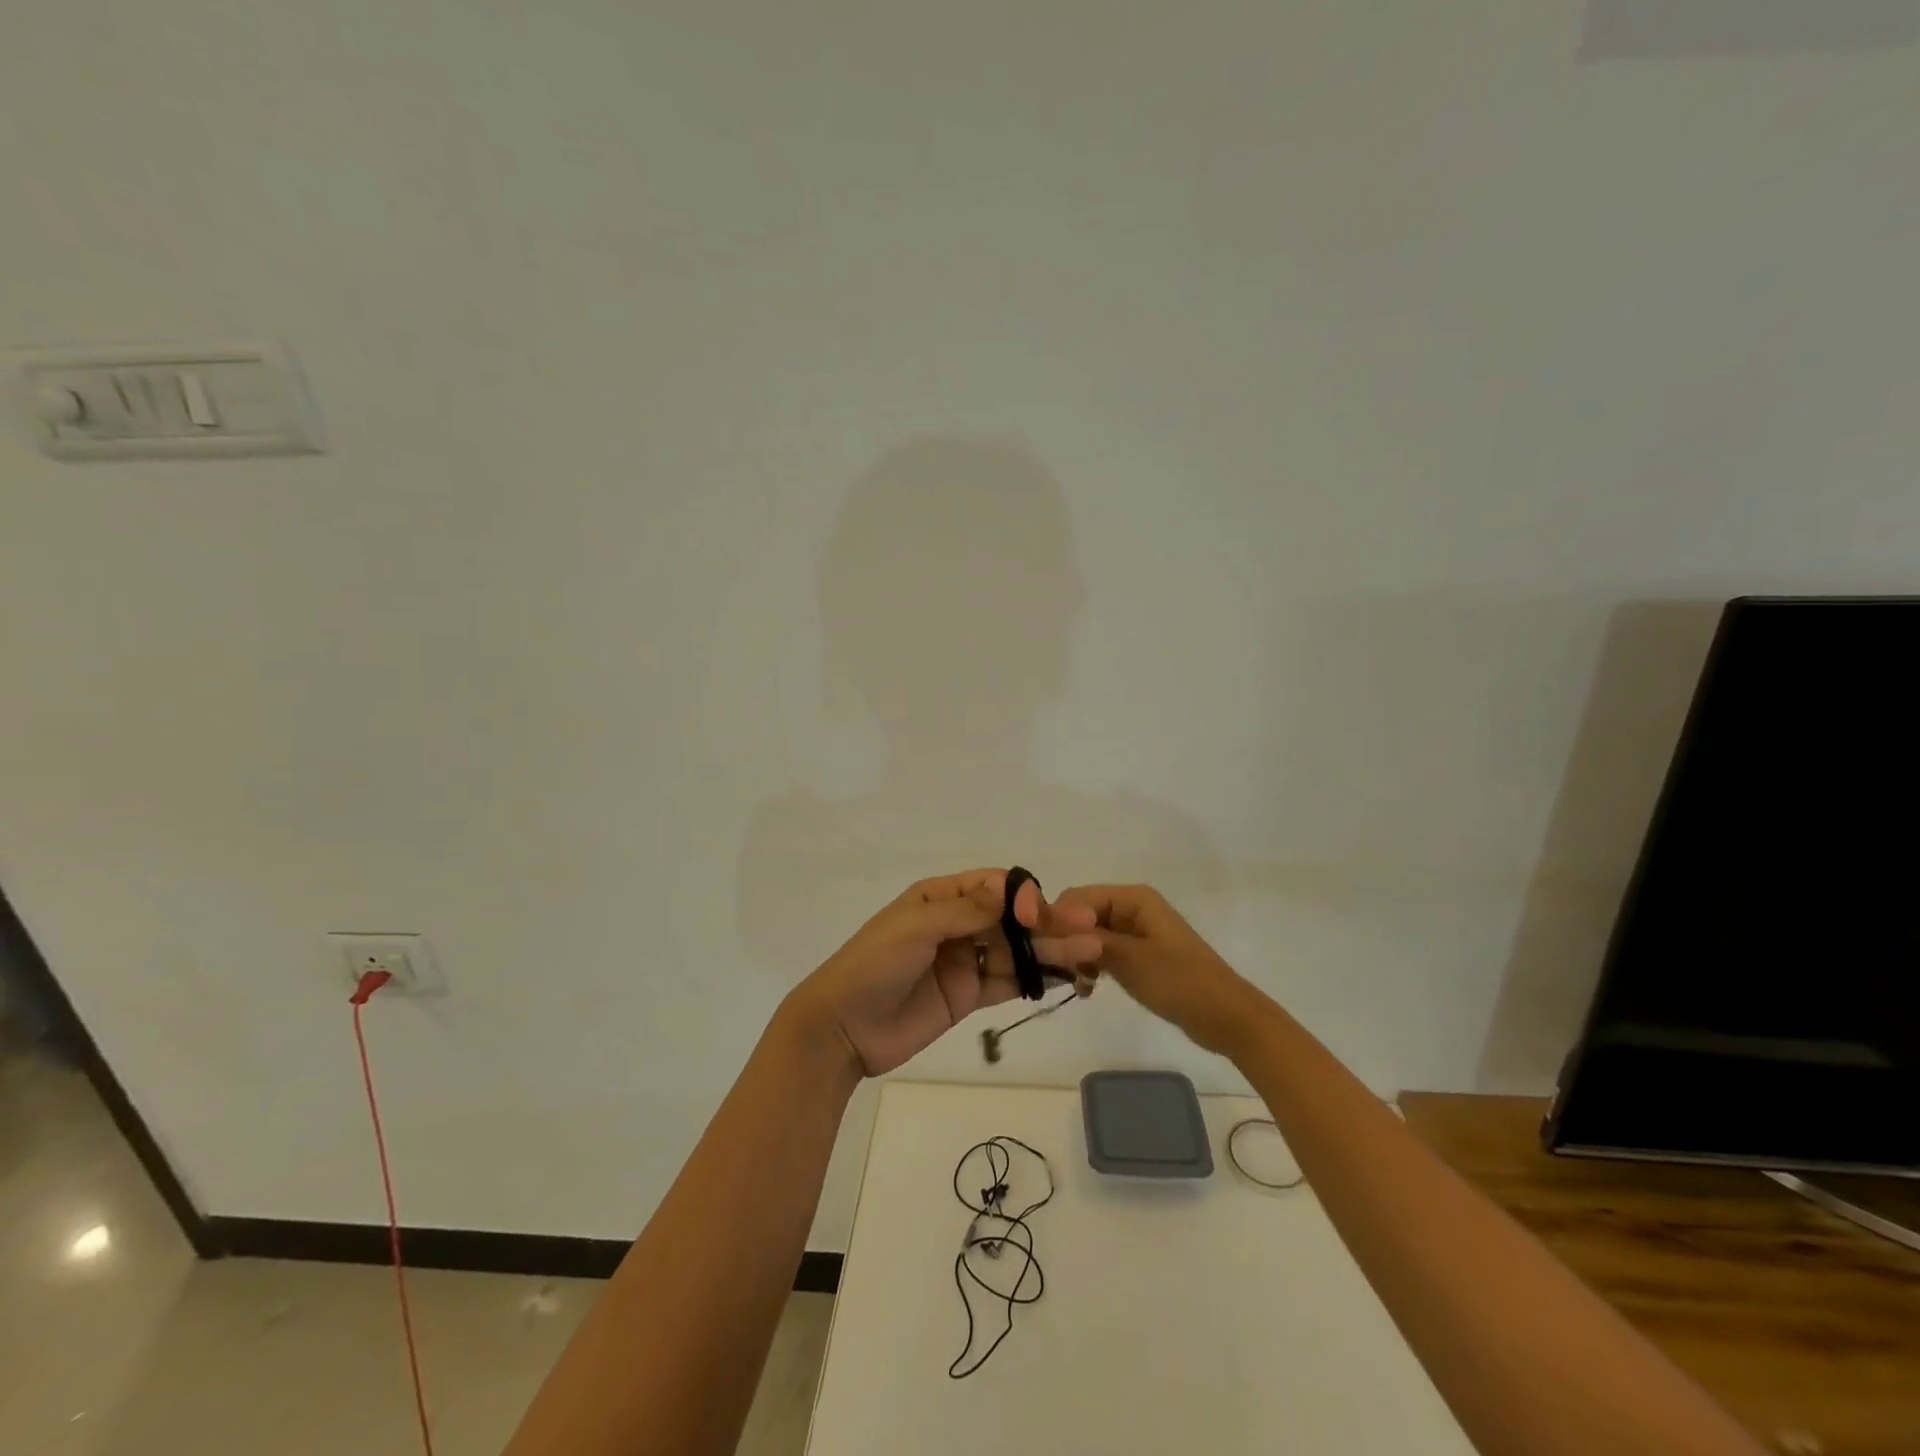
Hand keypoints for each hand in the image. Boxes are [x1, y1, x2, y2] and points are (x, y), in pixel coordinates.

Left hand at [790, 869, 1102, 1076]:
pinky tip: (1067, 977)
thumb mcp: (915, 929)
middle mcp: (956, 924)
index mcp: (940, 898)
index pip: (992, 887)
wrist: (842, 1029)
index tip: (1035, 917)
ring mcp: (964, 961)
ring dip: (1051, 951)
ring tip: (1090, 954)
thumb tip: (1011, 891)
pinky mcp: (968, 995)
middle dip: (1047, 923)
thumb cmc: (872, 965)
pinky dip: (1036, 979)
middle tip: (1088, 932)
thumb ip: (965, 911)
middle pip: (1010, 919)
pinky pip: (1008, 982)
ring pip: (1016, 950)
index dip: (1020, 896)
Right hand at [1056, 884, 1265, 1055]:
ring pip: (1090, 935)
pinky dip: (1093, 966)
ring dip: (1078, 956)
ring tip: (1077, 984)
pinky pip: (1104, 951)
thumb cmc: (1180, 981)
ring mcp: (1137, 932)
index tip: (1040, 950)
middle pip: (1082, 915)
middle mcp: (1133, 907)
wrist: (1226, 1017)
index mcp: (1133, 898)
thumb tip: (1048, 926)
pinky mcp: (1140, 954)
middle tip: (1056, 971)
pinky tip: (1088, 989)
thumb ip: (1087, 940)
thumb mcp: (1129, 959)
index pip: (1077, 898)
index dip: (1056, 920)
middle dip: (1066, 940)